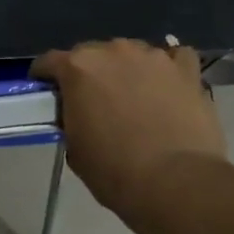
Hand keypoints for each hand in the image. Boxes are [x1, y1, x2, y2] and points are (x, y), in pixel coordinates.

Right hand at [32, 40, 227, 216]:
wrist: (174, 182)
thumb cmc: (113, 170)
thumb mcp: (74, 147)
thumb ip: (71, 119)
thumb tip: (80, 115)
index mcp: (78, 69)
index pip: (49, 61)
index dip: (45, 77)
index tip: (48, 92)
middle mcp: (114, 51)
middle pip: (93, 53)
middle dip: (89, 73)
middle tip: (93, 100)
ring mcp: (154, 57)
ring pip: (133, 54)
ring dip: (127, 70)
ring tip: (134, 96)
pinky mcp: (187, 70)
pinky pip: (174, 59)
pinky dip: (168, 69)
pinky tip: (168, 86)